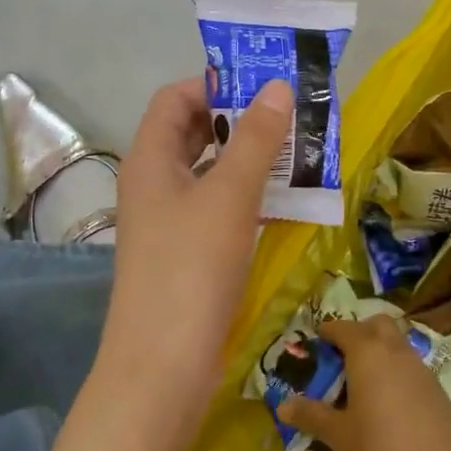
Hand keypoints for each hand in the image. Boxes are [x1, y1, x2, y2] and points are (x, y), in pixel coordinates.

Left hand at [100, 76, 293, 412]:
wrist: (163, 367)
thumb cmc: (191, 268)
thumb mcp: (229, 195)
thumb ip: (255, 139)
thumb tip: (279, 87)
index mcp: (151, 159)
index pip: (175, 99)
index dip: (214, 83)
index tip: (263, 85)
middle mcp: (155, 184)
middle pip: (194, 133)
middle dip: (240, 120)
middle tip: (291, 116)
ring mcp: (169, 222)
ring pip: (211, 173)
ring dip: (250, 160)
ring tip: (299, 153)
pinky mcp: (187, 254)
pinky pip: (220, 209)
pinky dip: (249, 197)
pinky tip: (286, 203)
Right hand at [277, 315, 450, 450]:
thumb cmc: (383, 446)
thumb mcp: (340, 435)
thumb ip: (311, 416)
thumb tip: (282, 406)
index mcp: (365, 350)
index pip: (342, 328)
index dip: (327, 333)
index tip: (315, 345)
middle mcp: (393, 348)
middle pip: (375, 324)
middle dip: (358, 333)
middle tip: (341, 360)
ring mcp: (418, 364)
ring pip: (395, 342)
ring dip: (378, 351)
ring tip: (362, 383)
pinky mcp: (435, 384)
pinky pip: (408, 364)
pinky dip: (394, 371)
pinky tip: (387, 401)